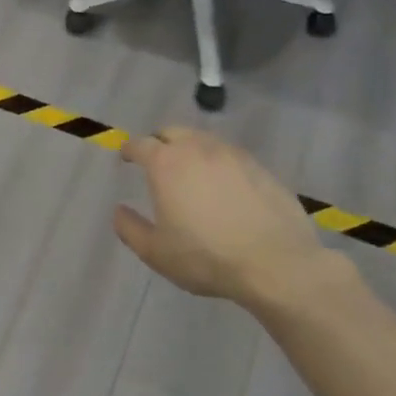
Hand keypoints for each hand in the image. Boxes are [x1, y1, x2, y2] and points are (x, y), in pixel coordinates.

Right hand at [115, 127, 354, 309]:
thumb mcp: (156, 252)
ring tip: (191, 171)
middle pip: (172, 131)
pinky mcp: (260, 166)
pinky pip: (230, 155)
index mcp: (166, 163)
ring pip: (203, 140)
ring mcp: (232, 154)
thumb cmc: (207, 257)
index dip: (129, 149)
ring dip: (190, 149)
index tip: (126, 156)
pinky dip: (219, 162)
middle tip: (157, 159)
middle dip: (160, 141)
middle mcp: (197, 148)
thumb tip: (119, 211)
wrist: (276, 263)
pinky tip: (224, 185)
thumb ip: (130, 228)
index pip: (140, 144)